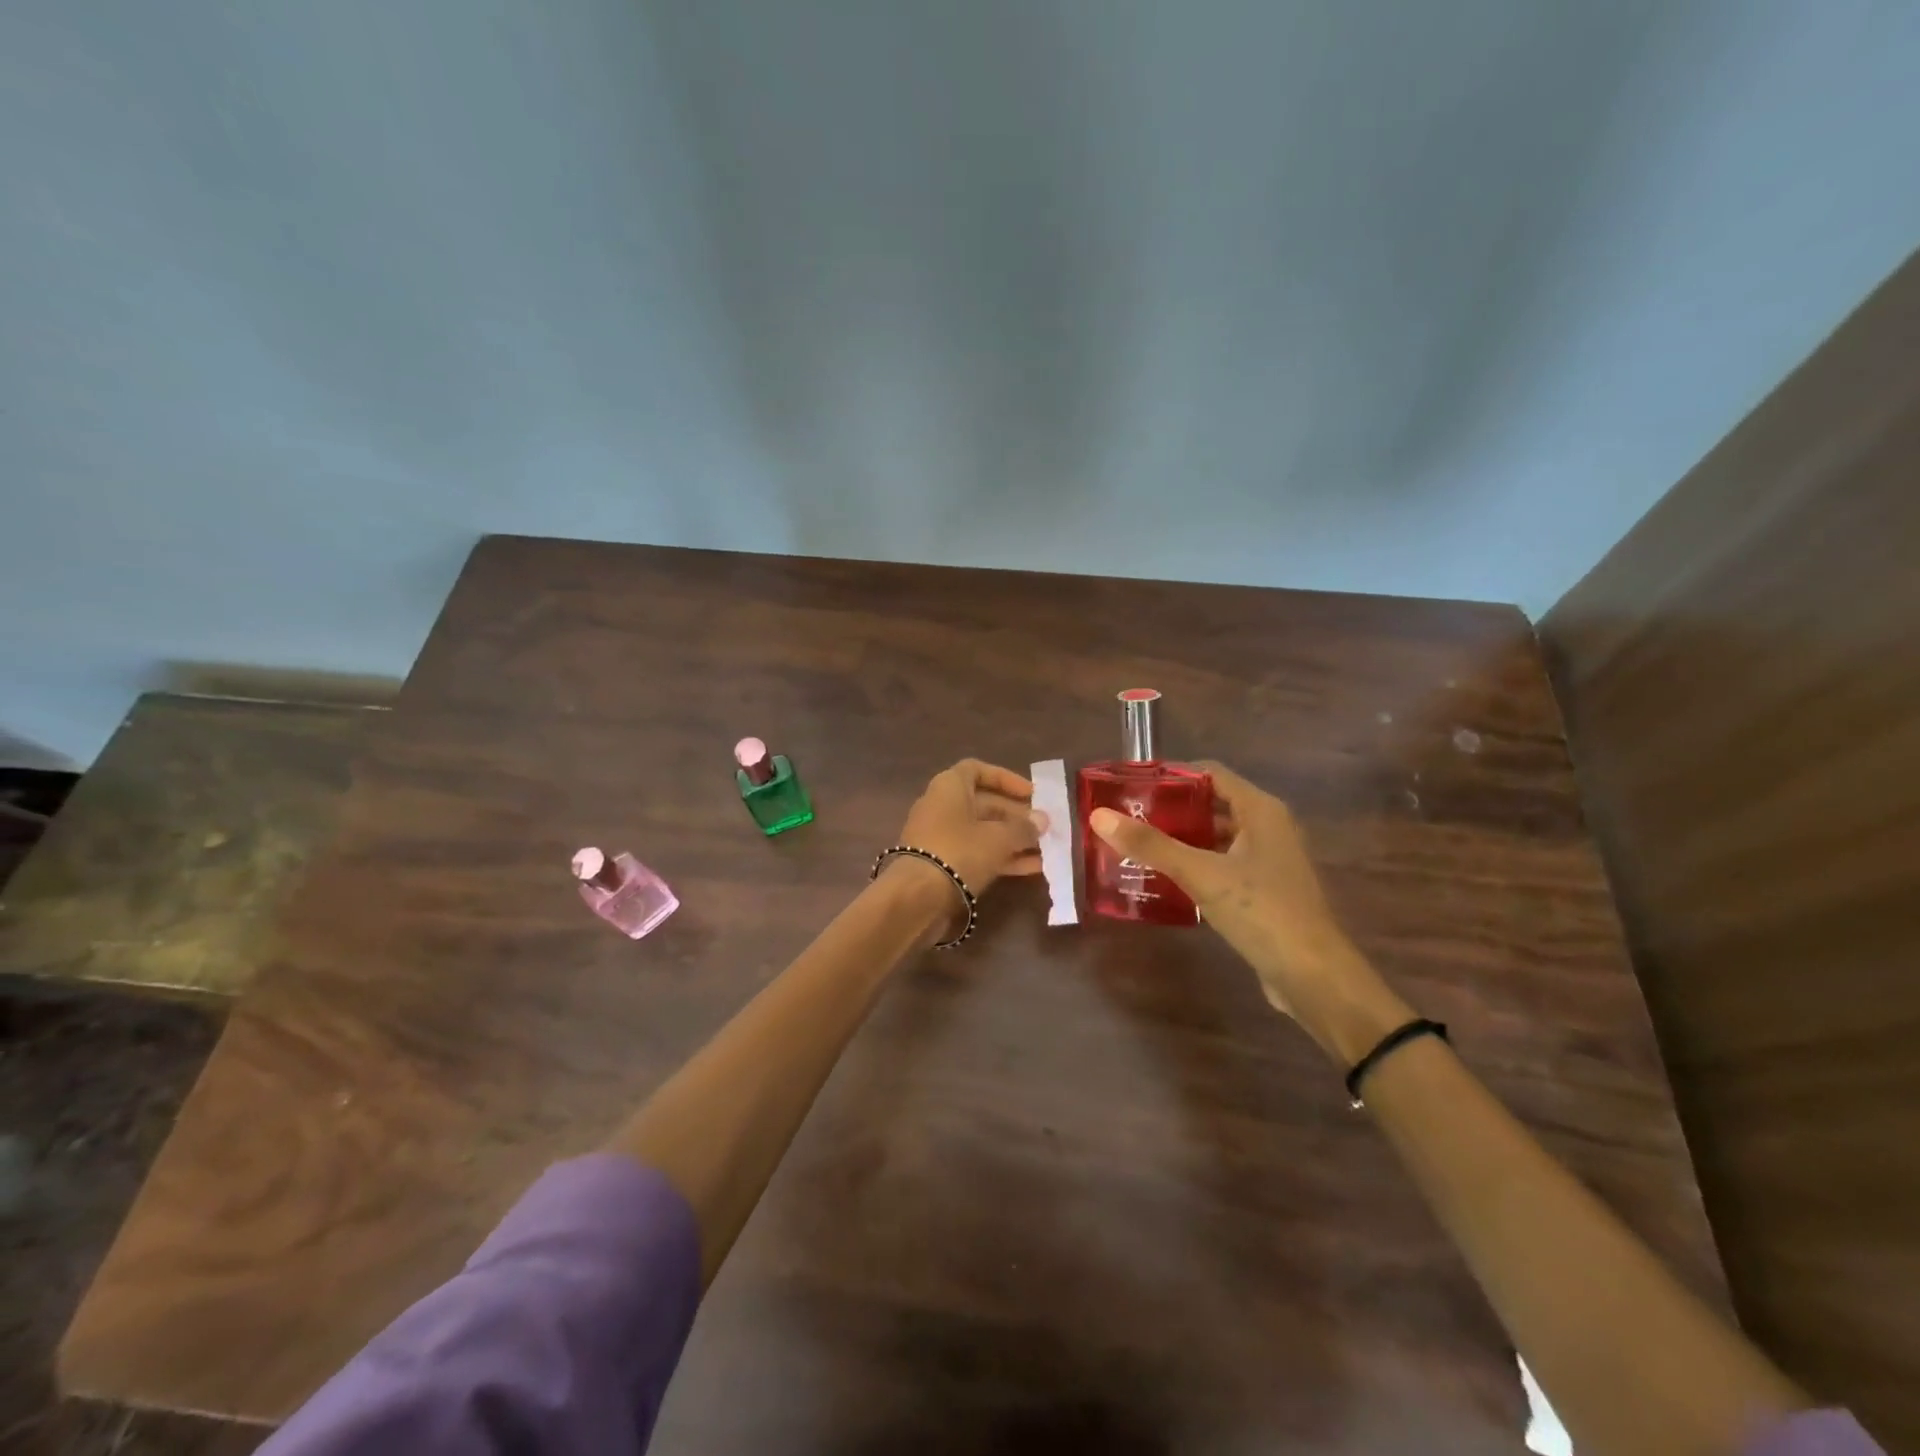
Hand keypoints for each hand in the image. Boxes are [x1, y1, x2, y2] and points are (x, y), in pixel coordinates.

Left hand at [885, 759, 1045, 929]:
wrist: (916, 897)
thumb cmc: (959, 852)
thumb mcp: (998, 838)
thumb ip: (1023, 828)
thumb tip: (1042, 820)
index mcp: (950, 787)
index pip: (978, 770)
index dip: (1006, 779)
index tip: (1031, 793)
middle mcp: (942, 806)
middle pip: (984, 804)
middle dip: (1016, 815)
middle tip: (1044, 827)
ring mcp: (940, 837)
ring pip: (983, 832)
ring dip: (1013, 839)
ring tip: (1046, 849)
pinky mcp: (942, 864)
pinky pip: (977, 854)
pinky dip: (1002, 858)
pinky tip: (1033, 868)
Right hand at [1088, 762, 1407, 1056]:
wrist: (1314, 977)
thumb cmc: (1262, 912)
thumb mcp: (1201, 874)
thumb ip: (1151, 845)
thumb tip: (1098, 816)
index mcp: (1261, 810)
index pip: (1210, 773)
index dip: (1170, 775)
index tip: (1131, 786)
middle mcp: (1268, 827)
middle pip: (1211, 804)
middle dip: (1169, 810)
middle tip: (1126, 818)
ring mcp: (1268, 860)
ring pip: (1216, 837)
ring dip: (1180, 840)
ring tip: (1136, 846)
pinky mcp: (1264, 890)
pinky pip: (1222, 865)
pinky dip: (1194, 865)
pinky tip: (1163, 879)